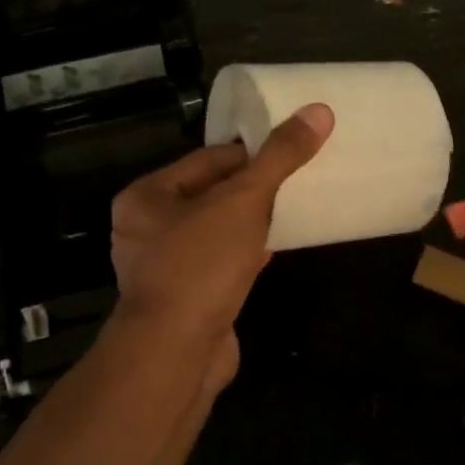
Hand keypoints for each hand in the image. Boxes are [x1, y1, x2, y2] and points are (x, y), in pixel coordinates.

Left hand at [109, 105, 332, 393]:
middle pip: (210, 195)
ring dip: (250, 223)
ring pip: (216, 232)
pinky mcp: (186, 300)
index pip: (206, 159)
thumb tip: (319, 111)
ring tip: (292, 210)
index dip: (250, 153)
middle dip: (252, 189)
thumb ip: (278, 158)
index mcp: (145, 197)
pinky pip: (219, 265)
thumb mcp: (243, 202)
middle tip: (297, 180)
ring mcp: (165, 268)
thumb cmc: (200, 265)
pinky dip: (245, 255)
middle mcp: (146, 229)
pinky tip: (274, 249)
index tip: (291, 150)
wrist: (178, 352)